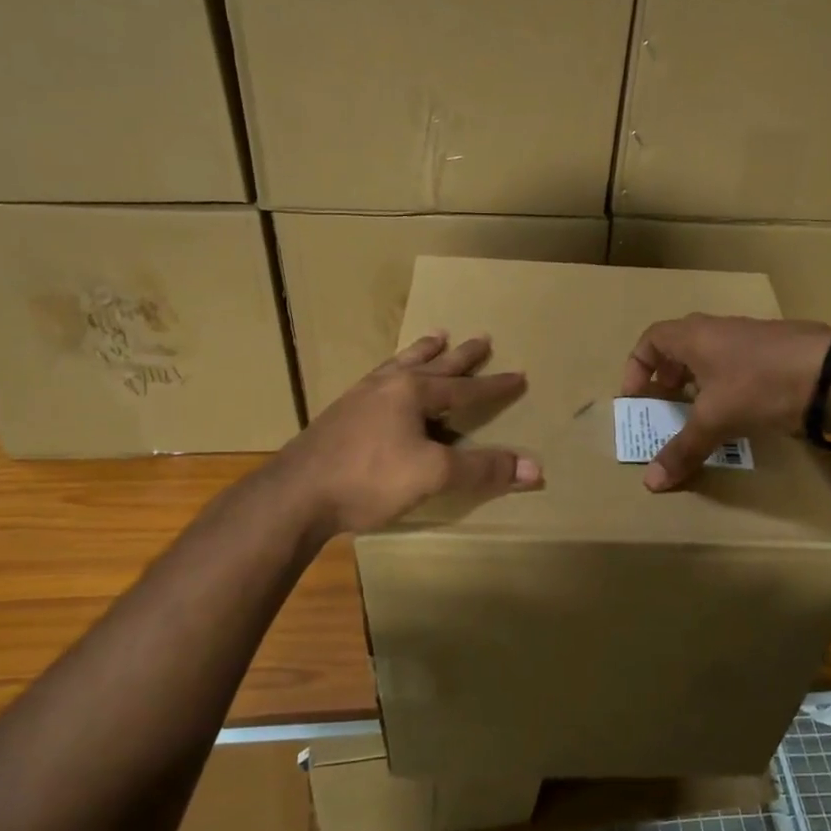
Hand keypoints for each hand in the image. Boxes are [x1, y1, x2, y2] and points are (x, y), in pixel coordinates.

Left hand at [282, 332, 541, 534]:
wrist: (296, 495)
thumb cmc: (369, 478)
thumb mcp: (434, 474)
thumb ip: (482, 469)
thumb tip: (535, 468)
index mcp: (413, 393)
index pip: (466, 388)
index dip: (495, 386)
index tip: (520, 375)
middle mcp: (388, 385)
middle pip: (433, 364)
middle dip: (461, 355)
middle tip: (482, 338)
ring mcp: (360, 397)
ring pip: (400, 365)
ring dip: (422, 352)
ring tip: (436, 335)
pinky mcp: (340, 414)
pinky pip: (378, 379)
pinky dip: (393, 370)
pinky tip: (386, 379)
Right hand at [620, 314, 830, 490]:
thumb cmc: (759, 386)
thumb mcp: (715, 421)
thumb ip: (682, 450)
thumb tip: (651, 483)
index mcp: (695, 336)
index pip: (651, 339)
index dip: (637, 367)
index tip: (636, 397)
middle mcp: (719, 329)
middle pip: (680, 344)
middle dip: (667, 374)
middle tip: (666, 403)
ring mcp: (751, 336)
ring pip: (712, 353)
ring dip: (699, 379)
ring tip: (700, 410)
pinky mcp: (777, 350)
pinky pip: (738, 361)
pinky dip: (728, 382)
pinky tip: (740, 409)